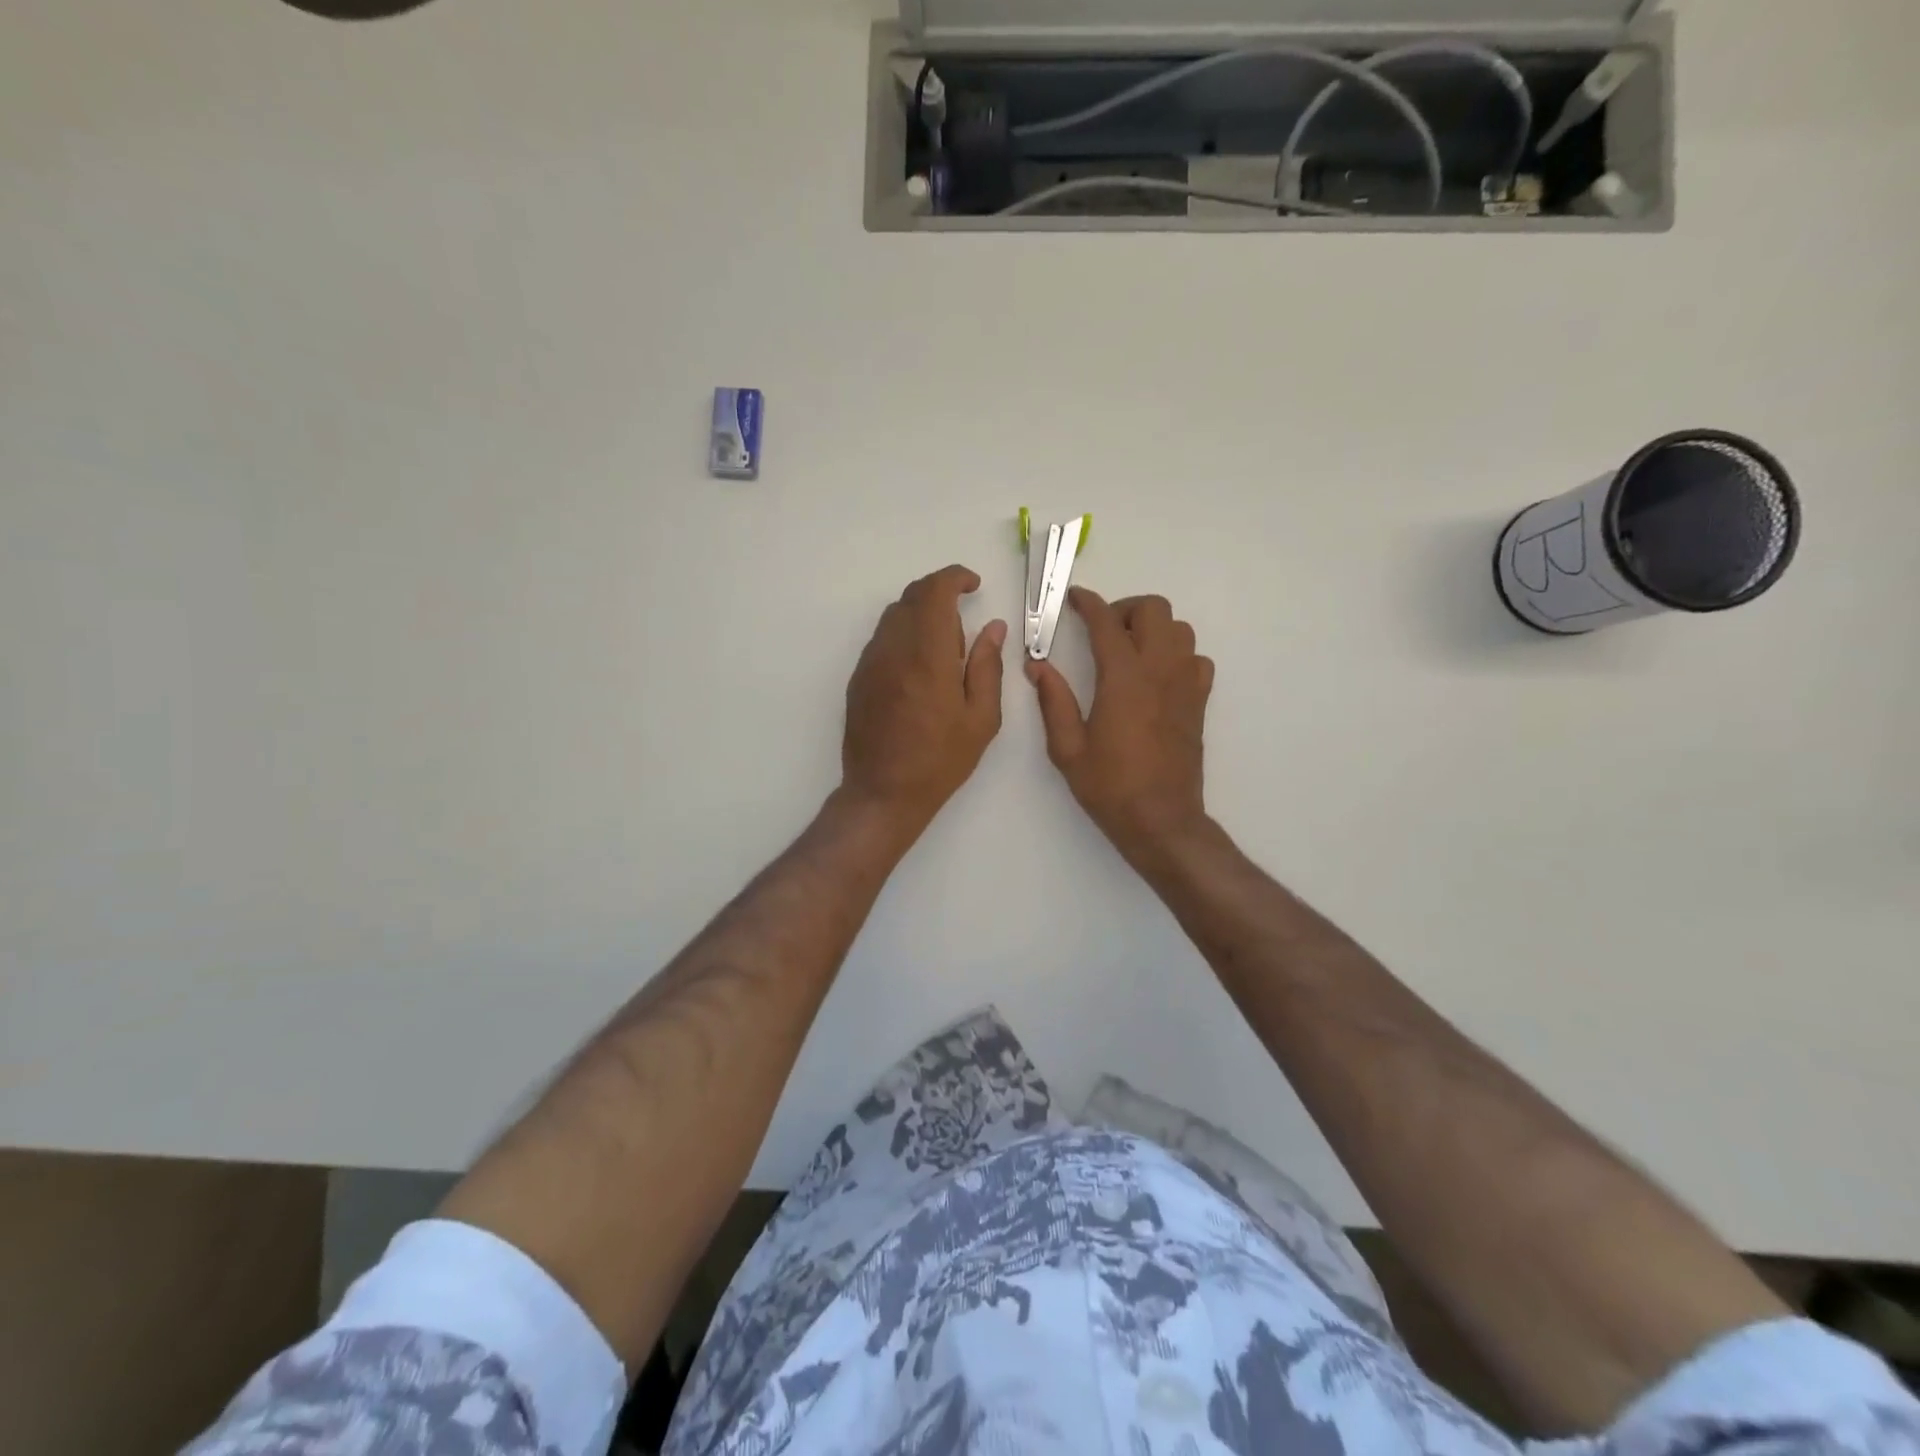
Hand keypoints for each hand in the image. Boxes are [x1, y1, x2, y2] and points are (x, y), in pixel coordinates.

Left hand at [841, 565, 1006, 833]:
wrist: (883, 792)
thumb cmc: (940, 760)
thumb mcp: (981, 718)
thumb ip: (988, 666)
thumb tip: (994, 628)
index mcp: (928, 655)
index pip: (934, 591)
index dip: (955, 577)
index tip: (973, 585)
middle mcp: (893, 649)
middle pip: (912, 597)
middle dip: (939, 593)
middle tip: (964, 618)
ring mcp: (870, 662)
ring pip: (894, 616)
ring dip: (921, 615)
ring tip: (944, 650)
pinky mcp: (858, 678)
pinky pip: (882, 639)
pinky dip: (904, 635)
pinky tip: (920, 668)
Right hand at [1026, 588, 1213, 861]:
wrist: (1161, 819)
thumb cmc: (1110, 786)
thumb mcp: (1067, 748)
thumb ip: (1053, 701)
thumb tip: (1037, 666)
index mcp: (1123, 678)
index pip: (1106, 622)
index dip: (1088, 603)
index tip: (1074, 599)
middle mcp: (1160, 670)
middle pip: (1154, 609)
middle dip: (1125, 609)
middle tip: (1103, 632)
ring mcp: (1185, 684)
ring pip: (1179, 628)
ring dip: (1153, 629)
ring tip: (1129, 652)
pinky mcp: (1199, 701)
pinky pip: (1195, 658)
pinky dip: (1176, 654)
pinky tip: (1156, 677)